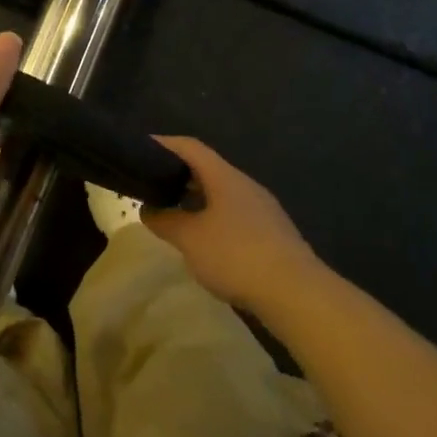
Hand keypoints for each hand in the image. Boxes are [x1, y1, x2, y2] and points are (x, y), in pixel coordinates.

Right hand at [143, 138, 319, 313]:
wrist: (296, 293)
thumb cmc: (236, 256)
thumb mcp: (190, 239)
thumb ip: (165, 220)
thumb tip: (147, 209)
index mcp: (225, 177)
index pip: (190, 147)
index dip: (164, 143)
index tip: (140, 148)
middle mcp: (245, 185)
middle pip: (207, 169)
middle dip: (178, 174)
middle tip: (151, 184)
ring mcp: (262, 209)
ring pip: (222, 193)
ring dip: (195, 198)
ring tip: (173, 212)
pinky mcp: (272, 233)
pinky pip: (234, 214)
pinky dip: (212, 217)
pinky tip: (203, 239)